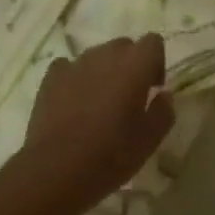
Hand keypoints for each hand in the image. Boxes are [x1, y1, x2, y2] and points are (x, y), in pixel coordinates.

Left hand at [19, 35, 173, 214]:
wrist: (53, 172)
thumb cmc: (109, 156)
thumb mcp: (149, 141)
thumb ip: (163, 111)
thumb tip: (163, 96)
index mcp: (135, 64)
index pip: (153, 42)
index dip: (155, 63)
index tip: (151, 90)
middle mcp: (107, 54)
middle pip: (124, 46)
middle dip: (129, 66)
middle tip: (127, 99)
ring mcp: (76, 63)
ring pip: (97, 56)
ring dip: (103, 72)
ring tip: (97, 105)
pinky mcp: (52, 77)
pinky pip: (69, 67)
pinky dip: (75, 79)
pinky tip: (72, 104)